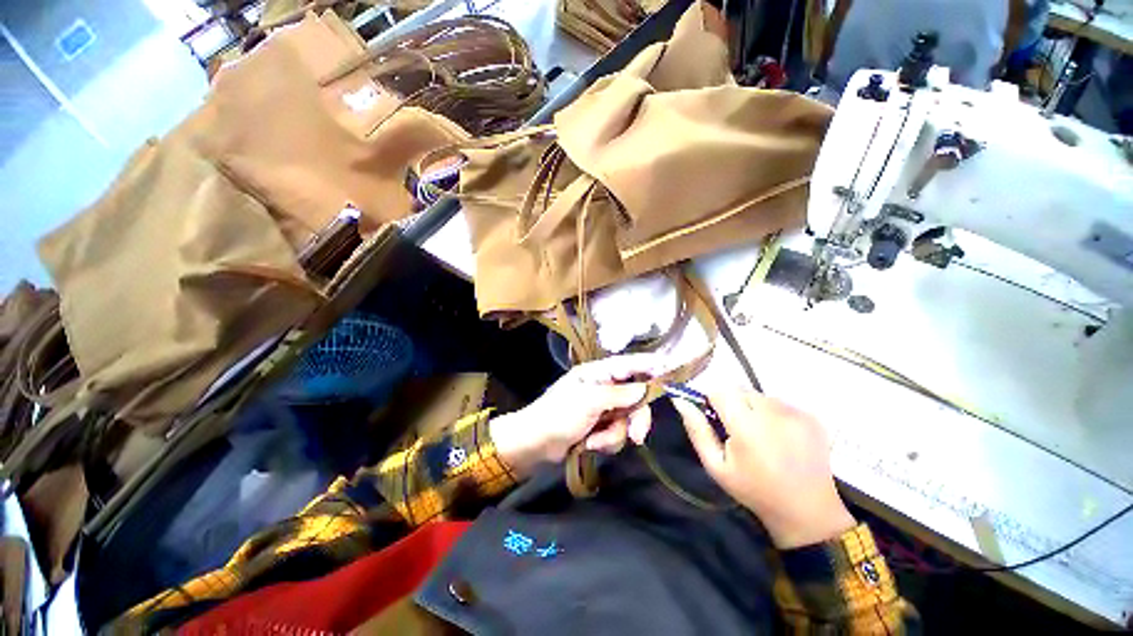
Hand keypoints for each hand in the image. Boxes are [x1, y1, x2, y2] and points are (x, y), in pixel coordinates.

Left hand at [490, 355, 660, 476]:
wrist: (534, 445)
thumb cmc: (557, 416)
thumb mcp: (588, 402)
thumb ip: (619, 394)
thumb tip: (645, 388)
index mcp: (598, 374)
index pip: (631, 365)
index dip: (651, 367)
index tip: (670, 371)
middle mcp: (603, 389)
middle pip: (637, 399)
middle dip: (636, 419)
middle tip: (637, 437)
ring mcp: (602, 410)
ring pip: (628, 421)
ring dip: (614, 436)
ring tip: (594, 443)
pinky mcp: (600, 430)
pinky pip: (618, 436)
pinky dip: (606, 443)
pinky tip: (589, 446)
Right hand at [674, 390, 855, 548]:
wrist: (801, 504)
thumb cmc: (753, 490)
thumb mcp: (718, 469)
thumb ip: (699, 433)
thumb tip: (682, 402)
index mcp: (746, 425)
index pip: (722, 390)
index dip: (716, 402)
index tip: (717, 421)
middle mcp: (773, 411)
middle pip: (745, 391)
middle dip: (738, 407)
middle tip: (741, 436)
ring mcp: (796, 412)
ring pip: (767, 398)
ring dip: (760, 412)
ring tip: (765, 442)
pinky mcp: (811, 416)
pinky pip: (787, 406)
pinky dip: (781, 418)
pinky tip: (784, 443)